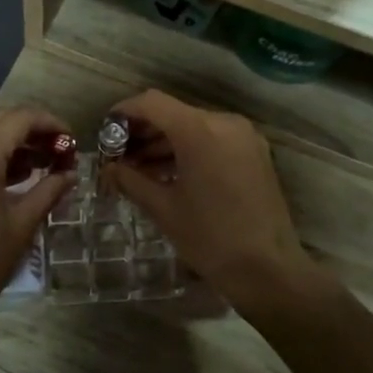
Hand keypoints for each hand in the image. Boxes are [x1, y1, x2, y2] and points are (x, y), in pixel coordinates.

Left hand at [0, 108, 73, 341]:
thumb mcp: (21, 226)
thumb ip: (49, 191)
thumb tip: (70, 174)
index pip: (19, 118)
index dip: (50, 123)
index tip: (70, 140)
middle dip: (30, 130)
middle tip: (57, 151)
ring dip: (8, 143)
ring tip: (38, 166)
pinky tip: (7, 181)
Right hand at [103, 90, 314, 308]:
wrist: (267, 269)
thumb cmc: (210, 238)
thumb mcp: (163, 208)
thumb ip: (131, 180)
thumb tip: (109, 169)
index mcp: (199, 131)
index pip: (152, 103)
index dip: (124, 112)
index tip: (105, 131)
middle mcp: (224, 123)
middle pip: (173, 113)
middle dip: (143, 131)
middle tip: (118, 157)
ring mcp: (243, 136)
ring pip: (193, 126)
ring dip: (165, 143)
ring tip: (138, 169)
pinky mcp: (254, 152)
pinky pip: (213, 139)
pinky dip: (188, 149)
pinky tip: (168, 174)